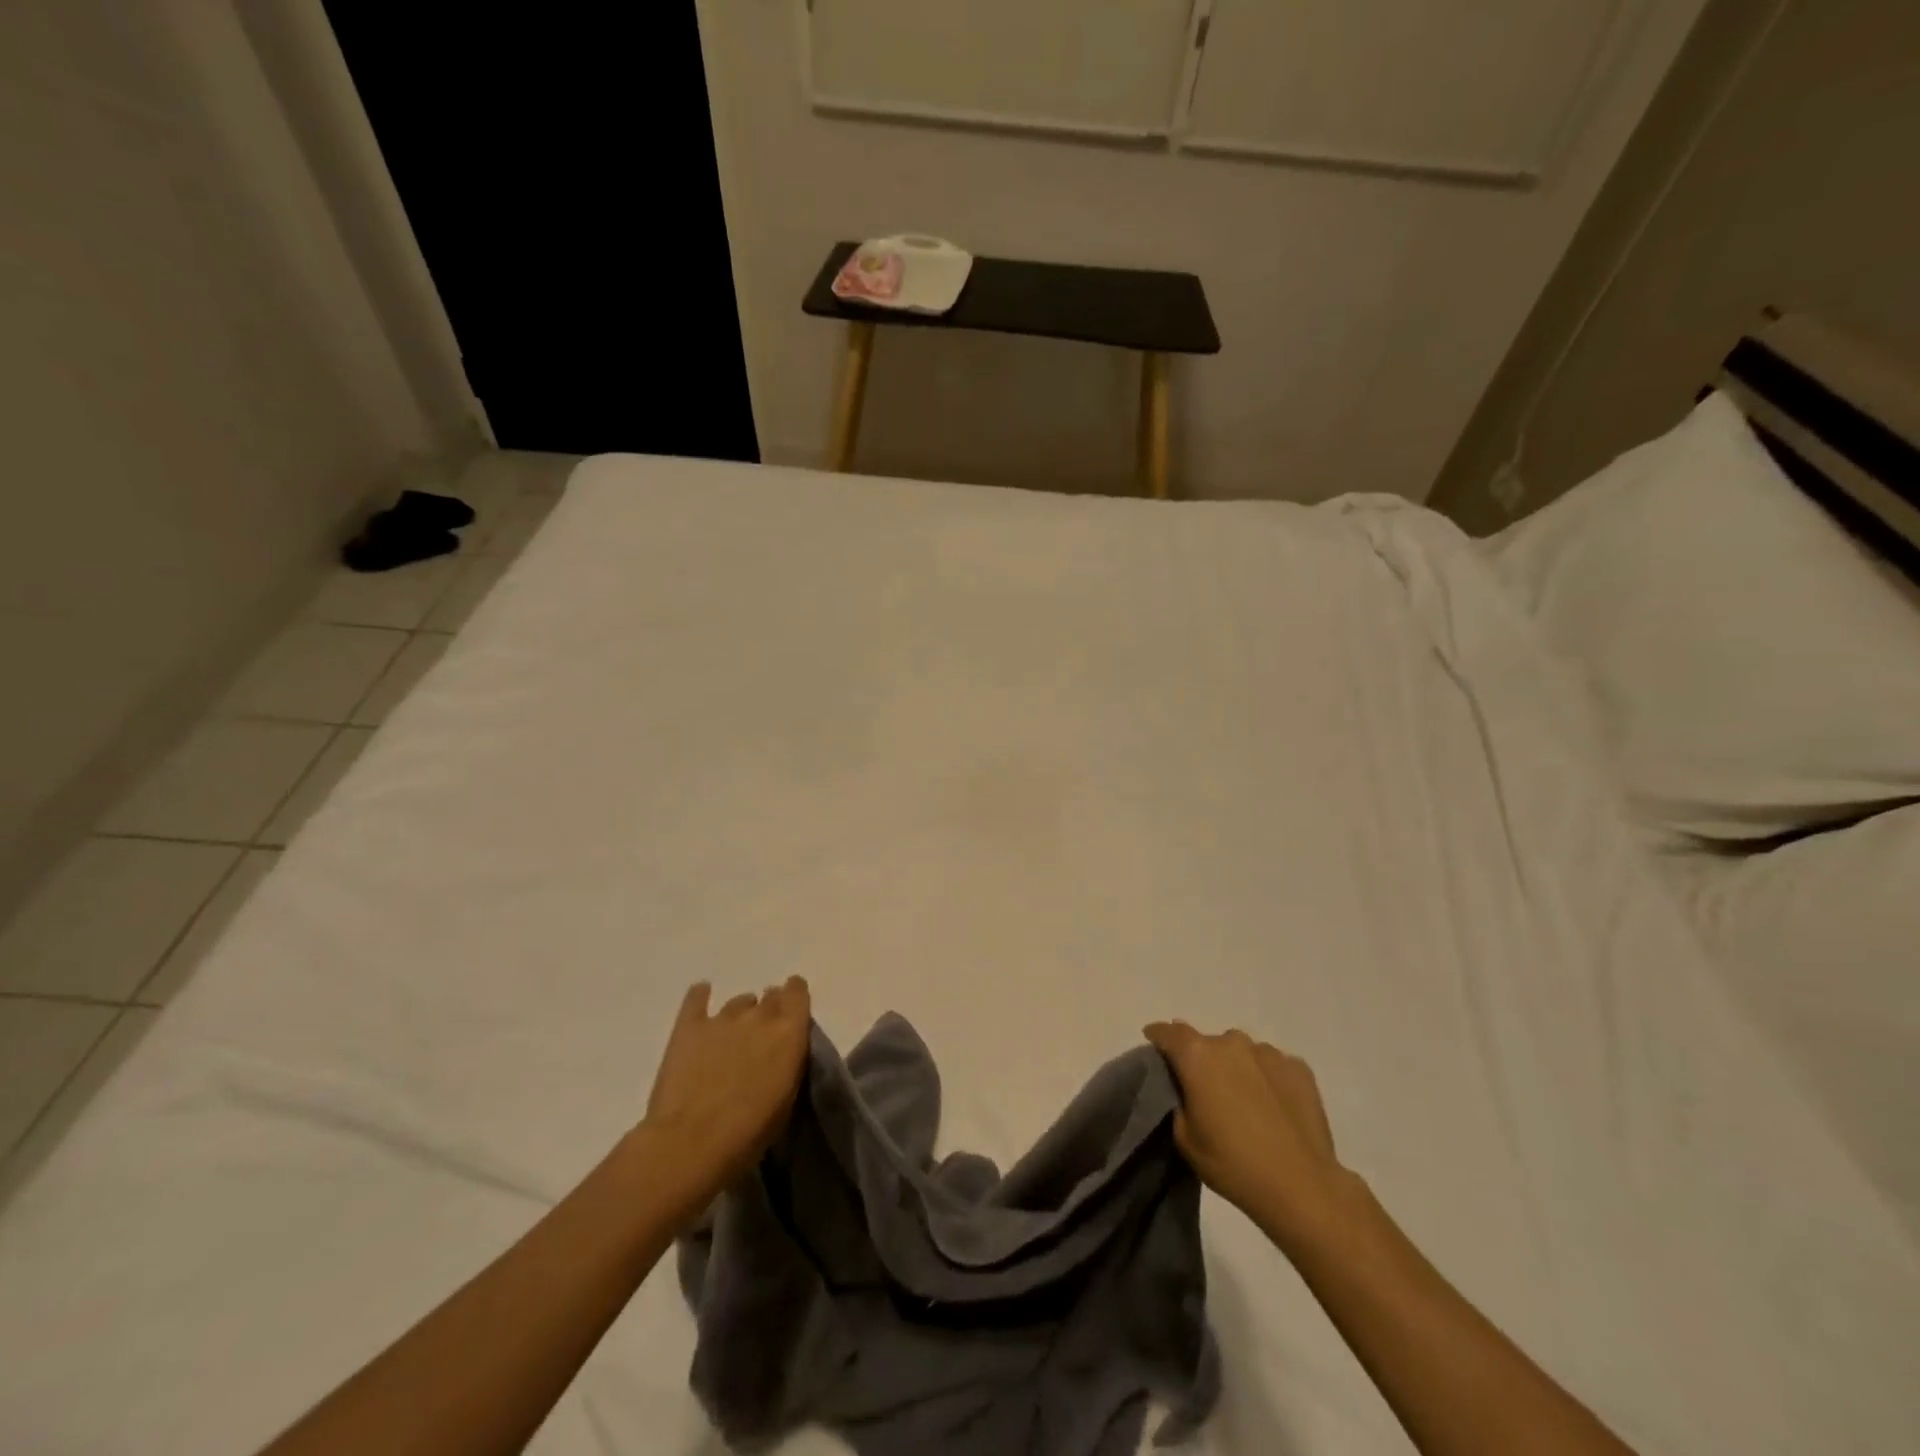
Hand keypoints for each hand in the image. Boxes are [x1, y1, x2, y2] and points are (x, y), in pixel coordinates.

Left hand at [641, 977, 811, 1216]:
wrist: (692, 1144)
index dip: (794, 998)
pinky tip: (701, 998)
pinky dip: (700, 997)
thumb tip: (781, 1050)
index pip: (797, 992)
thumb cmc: (749, 1133)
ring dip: (740, 1014)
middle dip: (769, 1010)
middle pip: (770, 996)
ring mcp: (722, 1018)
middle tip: (761, 1035)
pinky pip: (696, 998)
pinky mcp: (689, 1026)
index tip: (791, 1011)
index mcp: (789, 1032)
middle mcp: (759, 1016)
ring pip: (738, 1001)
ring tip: (731, 1037)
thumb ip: (788, 1061)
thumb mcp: (787, 1097)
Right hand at [1144, 1020, 1348, 1240]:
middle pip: (1207, 1043)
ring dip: (1236, 1068)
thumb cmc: (1232, 1164)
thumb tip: (1186, 1087)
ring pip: (1242, 1052)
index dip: (1158, 1036)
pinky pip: (1272, 1066)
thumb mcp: (1185, 1138)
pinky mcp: (1299, 1068)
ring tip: (1245, 1102)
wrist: (1302, 1187)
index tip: (1154, 1044)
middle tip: (1206, 1091)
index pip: (1169, 1032)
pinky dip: (1267, 1079)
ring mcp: (1268, 1053)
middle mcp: (1231, 1043)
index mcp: (1197, 1056)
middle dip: (1202, 1061)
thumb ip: (1179, 1100)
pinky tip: (1274, 1107)